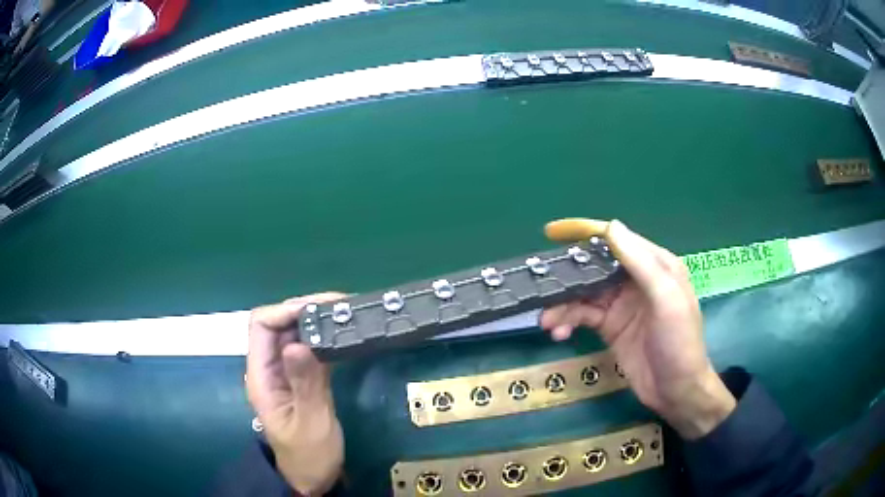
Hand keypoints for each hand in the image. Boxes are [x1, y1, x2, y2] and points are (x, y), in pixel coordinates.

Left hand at [247, 293, 345, 494]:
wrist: (311, 477)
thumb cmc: (309, 455)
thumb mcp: (311, 423)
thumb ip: (306, 385)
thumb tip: (297, 343)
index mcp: (261, 376)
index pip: (261, 326)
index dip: (286, 311)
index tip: (320, 308)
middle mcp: (268, 368)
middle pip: (278, 324)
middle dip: (306, 310)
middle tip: (343, 307)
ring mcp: (284, 373)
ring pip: (294, 333)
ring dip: (318, 321)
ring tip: (347, 315)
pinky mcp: (299, 378)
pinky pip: (308, 349)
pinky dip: (324, 338)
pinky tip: (344, 336)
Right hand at [540, 219, 734, 438]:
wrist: (676, 391)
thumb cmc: (679, 342)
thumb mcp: (666, 300)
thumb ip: (641, 264)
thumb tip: (611, 226)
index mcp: (654, 265)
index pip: (617, 240)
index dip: (586, 231)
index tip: (553, 232)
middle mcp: (636, 280)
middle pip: (595, 268)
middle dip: (568, 277)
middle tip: (542, 286)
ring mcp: (621, 304)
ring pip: (584, 294)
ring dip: (563, 305)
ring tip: (547, 321)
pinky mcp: (610, 327)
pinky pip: (583, 316)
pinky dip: (568, 322)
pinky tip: (559, 334)